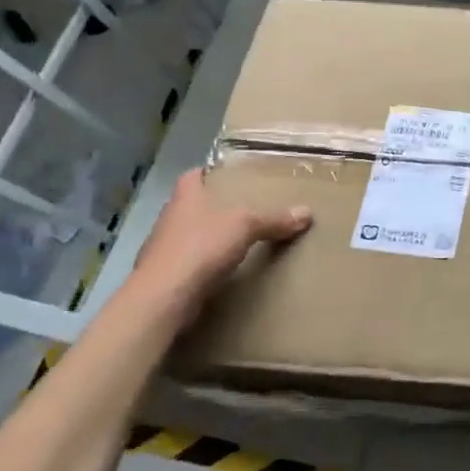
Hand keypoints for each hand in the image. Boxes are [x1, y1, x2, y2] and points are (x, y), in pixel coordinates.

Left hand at [129, 168, 311, 309]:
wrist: (164, 297)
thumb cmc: (201, 246)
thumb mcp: (246, 226)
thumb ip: (274, 219)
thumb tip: (307, 213)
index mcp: (185, 196)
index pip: (194, 175)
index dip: (209, 173)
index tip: (230, 177)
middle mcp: (170, 218)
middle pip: (193, 205)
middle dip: (214, 207)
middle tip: (245, 208)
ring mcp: (163, 248)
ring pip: (190, 235)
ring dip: (208, 237)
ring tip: (238, 241)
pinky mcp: (165, 276)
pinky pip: (189, 263)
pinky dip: (204, 265)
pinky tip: (223, 271)